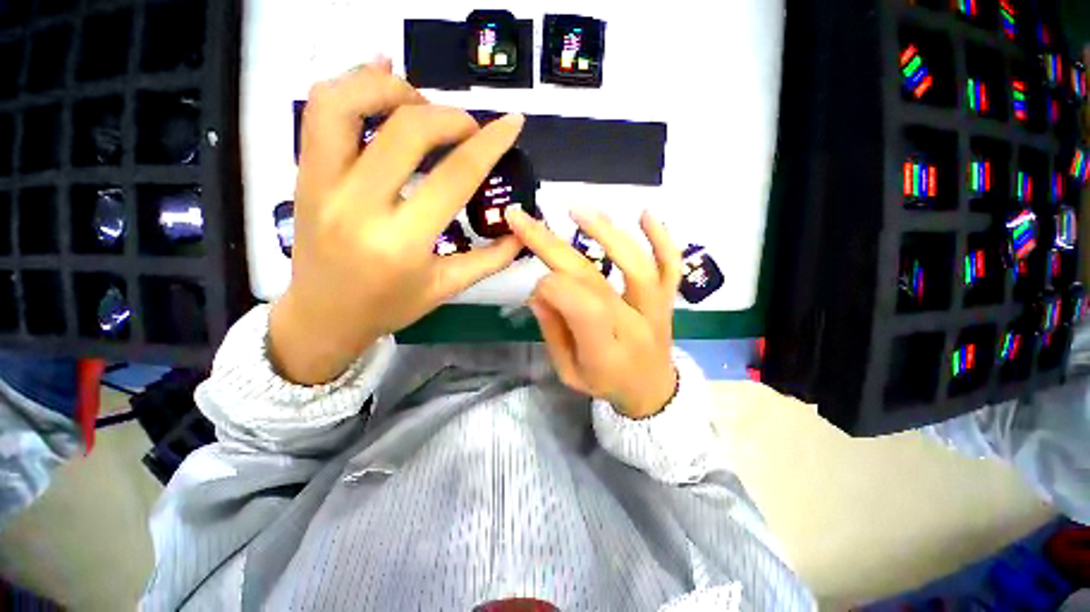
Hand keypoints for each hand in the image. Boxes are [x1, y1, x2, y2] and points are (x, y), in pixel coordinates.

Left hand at [269, 60, 525, 384]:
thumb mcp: (447, 287)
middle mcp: (359, 206)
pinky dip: (353, 85)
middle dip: (449, 116)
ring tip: (420, 104)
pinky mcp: (303, 175)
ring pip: (346, 102)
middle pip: (407, 130)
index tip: (512, 122)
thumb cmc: (390, 306)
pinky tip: (380, 85)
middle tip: (468, 127)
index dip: (489, 143)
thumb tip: (523, 232)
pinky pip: (319, 111)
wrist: (324, 316)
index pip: (455, 177)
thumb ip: (490, 259)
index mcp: (403, 242)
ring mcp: (322, 185)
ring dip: (392, 88)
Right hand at [507, 207, 682, 418]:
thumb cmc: (606, 384)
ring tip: (576, 209)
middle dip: (551, 245)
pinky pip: (671, 266)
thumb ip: (553, 331)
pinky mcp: (668, 299)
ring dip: (605, 233)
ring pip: (635, 265)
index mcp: (604, 351)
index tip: (537, 285)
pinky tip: (646, 212)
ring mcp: (655, 309)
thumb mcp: (568, 372)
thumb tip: (538, 291)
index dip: (550, 287)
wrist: (653, 392)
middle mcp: (632, 325)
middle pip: (592, 278)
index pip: (577, 306)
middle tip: (523, 218)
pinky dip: (662, 238)